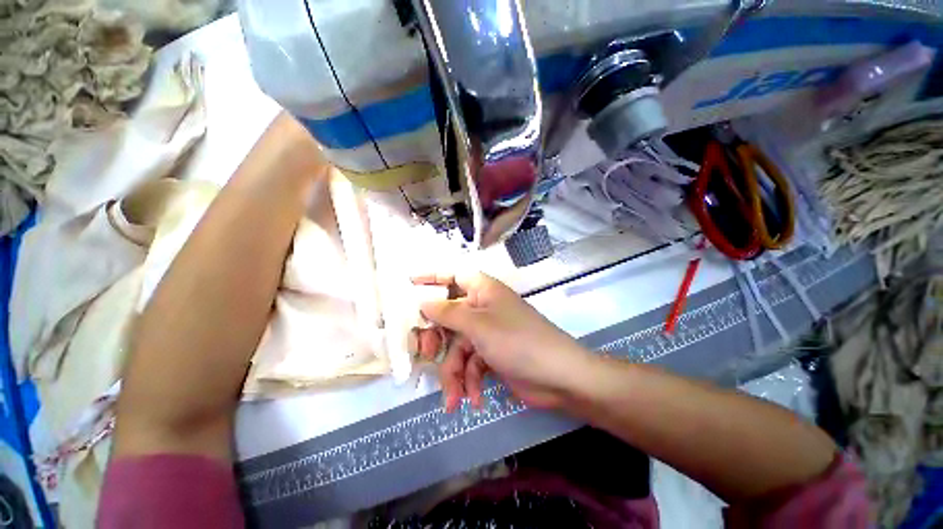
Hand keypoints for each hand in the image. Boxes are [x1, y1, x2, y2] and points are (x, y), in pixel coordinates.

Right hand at [413, 272, 591, 411]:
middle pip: (449, 317)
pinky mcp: (492, 355)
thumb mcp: (478, 325)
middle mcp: (483, 308)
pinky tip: (472, 400)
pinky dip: (470, 383)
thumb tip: (423, 301)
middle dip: (437, 338)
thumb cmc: (517, 340)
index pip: (453, 276)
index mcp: (483, 291)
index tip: (408, 284)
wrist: (559, 377)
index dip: (432, 277)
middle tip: (424, 353)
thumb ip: (448, 313)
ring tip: (453, 398)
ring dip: (454, 374)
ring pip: (458, 348)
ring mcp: (488, 333)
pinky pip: (472, 365)